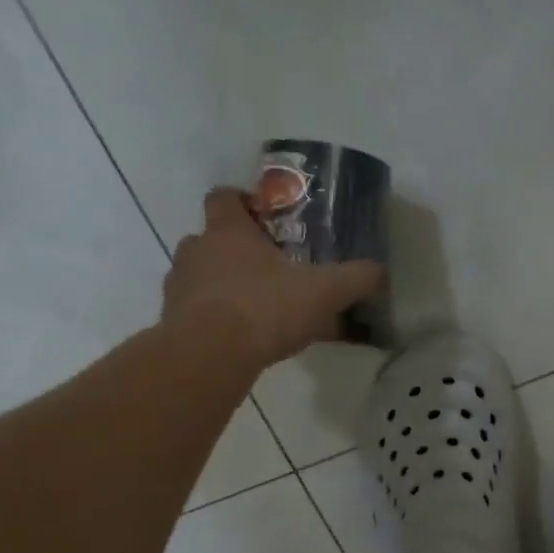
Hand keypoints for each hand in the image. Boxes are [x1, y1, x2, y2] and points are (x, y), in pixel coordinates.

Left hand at [162, 188, 382, 370]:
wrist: (210, 355)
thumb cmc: (265, 306)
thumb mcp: (325, 291)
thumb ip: (356, 278)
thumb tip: (380, 271)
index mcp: (228, 230)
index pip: (224, 197)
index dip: (242, 201)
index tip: (264, 217)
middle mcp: (196, 250)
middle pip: (212, 238)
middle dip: (239, 251)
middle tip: (272, 269)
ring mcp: (179, 287)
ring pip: (204, 277)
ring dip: (227, 287)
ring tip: (261, 308)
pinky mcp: (174, 322)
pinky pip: (200, 313)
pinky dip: (219, 320)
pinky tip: (248, 340)